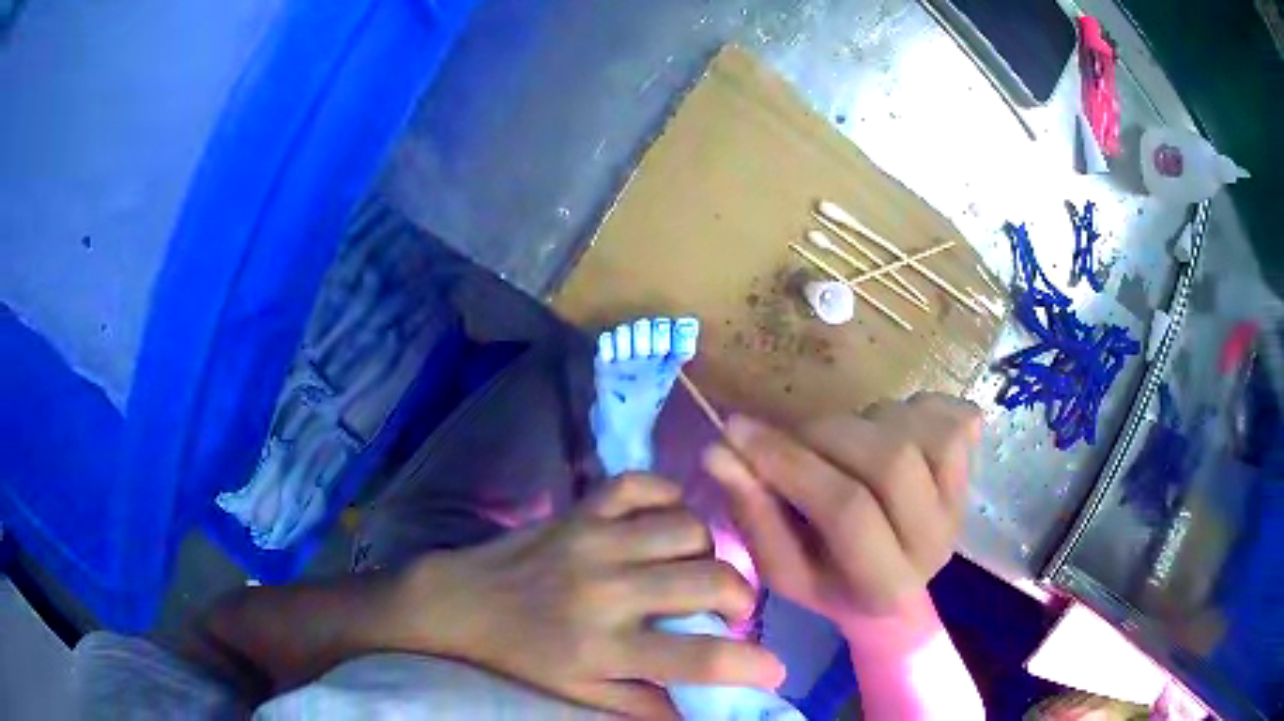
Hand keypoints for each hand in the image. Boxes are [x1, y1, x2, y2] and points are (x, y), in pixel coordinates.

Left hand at [387, 474, 784, 718]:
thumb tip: (705, 713)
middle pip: (710, 581)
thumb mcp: (580, 693)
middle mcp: (606, 589)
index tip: (775, 669)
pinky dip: (668, 497)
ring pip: (688, 528)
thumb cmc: (523, 655)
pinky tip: (664, 523)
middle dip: (740, 598)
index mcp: (605, 647)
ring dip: (707, 551)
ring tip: (693, 569)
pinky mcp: (581, 507)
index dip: (753, 665)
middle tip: (728, 610)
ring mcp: (594, 538)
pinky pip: (645, 484)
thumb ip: (644, 705)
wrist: (461, 601)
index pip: (700, 658)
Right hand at [702, 393, 980, 627]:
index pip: (847, 510)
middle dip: (827, 435)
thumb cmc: (829, 582)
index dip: (790, 463)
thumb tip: (718, 451)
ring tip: (841, 445)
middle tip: (794, 437)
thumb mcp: (782, 566)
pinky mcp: (972, 471)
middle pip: (890, 461)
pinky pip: (949, 415)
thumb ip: (753, 512)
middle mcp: (935, 542)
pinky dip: (911, 409)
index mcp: (885, 585)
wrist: (890, 588)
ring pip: (915, 431)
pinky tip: (888, 431)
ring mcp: (960, 502)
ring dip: (864, 422)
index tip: (737, 432)